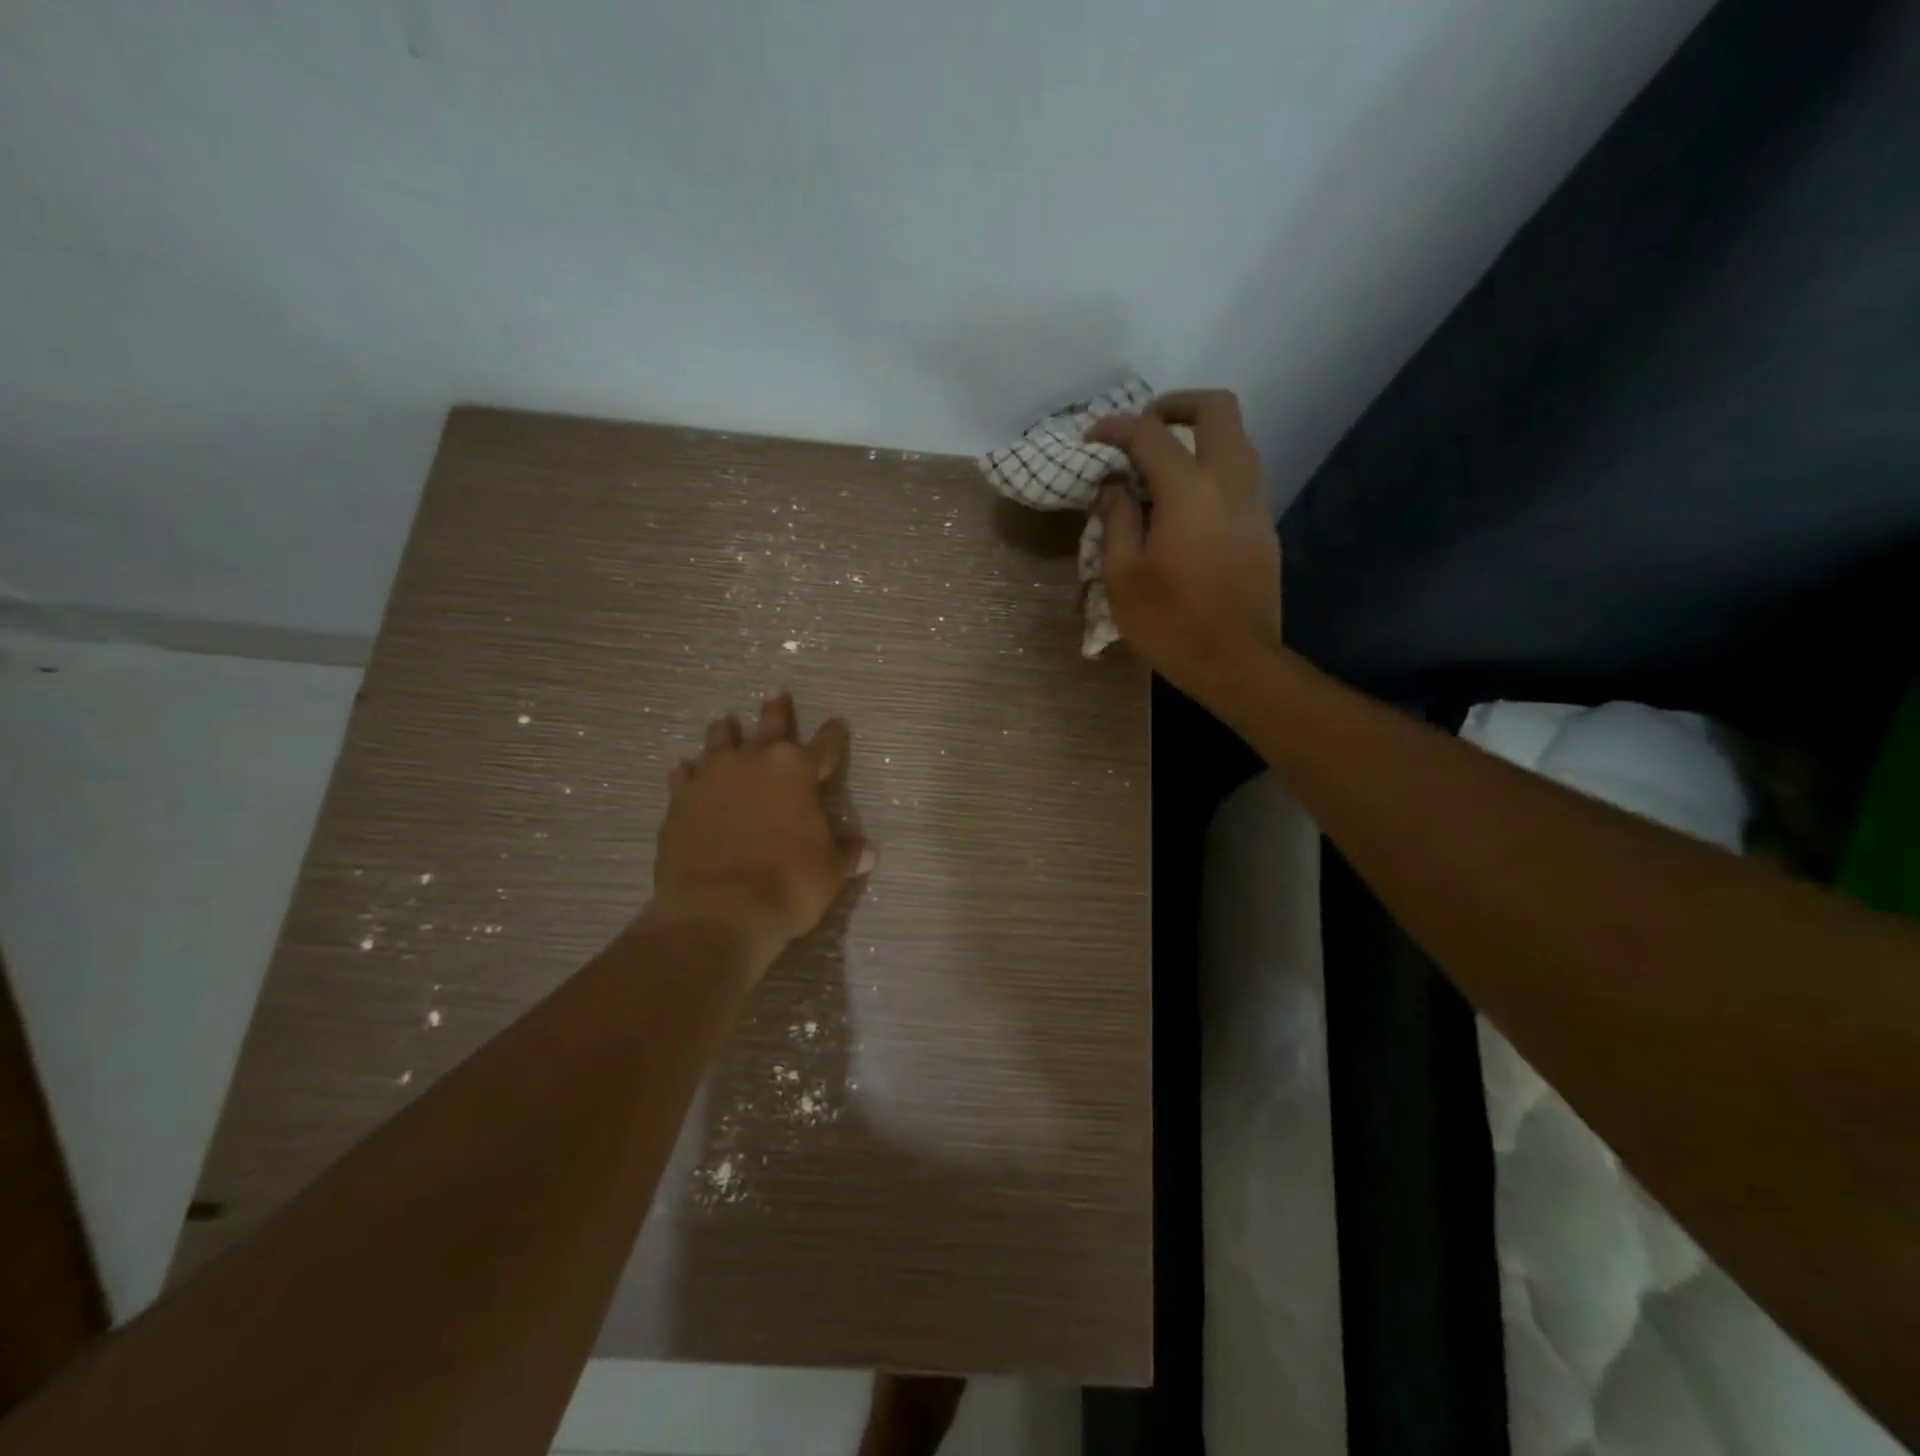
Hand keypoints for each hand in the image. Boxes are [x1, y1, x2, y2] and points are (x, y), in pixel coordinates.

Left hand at [652, 691, 874, 965]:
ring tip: (726, 720)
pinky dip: (687, 771)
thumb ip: (846, 854)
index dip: (833, 734)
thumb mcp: (830, 872)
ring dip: (726, 730)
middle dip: (777, 709)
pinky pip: (684, 775)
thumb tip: (868, 852)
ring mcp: (713, 777)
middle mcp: (756, 762)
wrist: (718, 910)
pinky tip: (684, 767)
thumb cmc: (788, 885)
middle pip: (770, 725)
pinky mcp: (680, 800)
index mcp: (798, 772)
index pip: (825, 745)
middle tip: (776, 692)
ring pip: (720, 739)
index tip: (837, 722)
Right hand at [1085, 389, 1281, 694]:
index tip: (1093, 438)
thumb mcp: (1123, 575)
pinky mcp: (1264, 528)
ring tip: (1164, 466)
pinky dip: (1214, 469)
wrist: (1235, 661)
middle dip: (1176, 404)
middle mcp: (1230, 481)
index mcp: (1189, 489)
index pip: (1150, 434)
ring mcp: (1255, 503)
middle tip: (1144, 427)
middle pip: (1217, 409)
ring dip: (1200, 437)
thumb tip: (1115, 485)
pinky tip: (1187, 505)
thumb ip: (1117, 519)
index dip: (1116, 427)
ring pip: (1238, 440)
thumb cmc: (1170, 622)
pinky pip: (1242, 476)